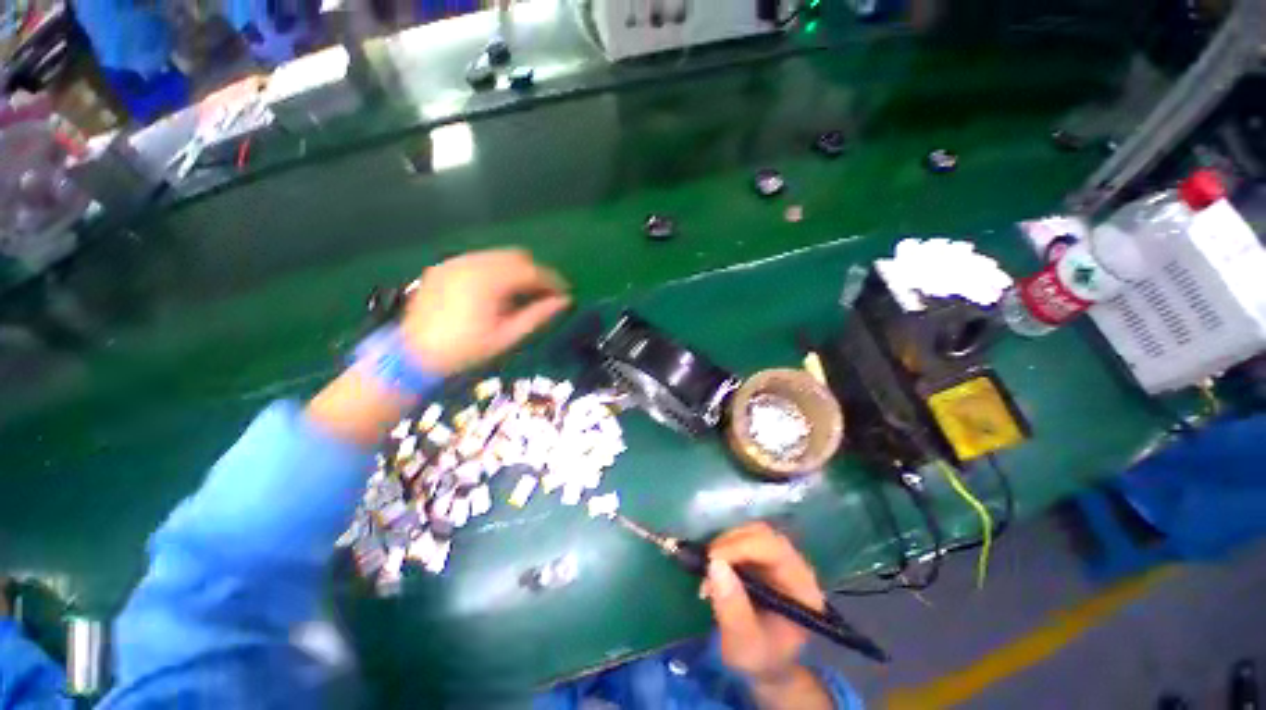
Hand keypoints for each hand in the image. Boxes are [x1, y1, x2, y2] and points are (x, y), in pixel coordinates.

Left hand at [400, 249, 570, 374]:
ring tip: (522, 293)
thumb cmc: (466, 350)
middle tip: (544, 293)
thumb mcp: (507, 337)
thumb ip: (538, 315)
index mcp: (489, 281)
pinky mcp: (443, 267)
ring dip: (516, 270)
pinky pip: (478, 260)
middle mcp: (471, 263)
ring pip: (497, 255)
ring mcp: (454, 262)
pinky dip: (495, 270)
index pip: (531, 271)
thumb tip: (564, 301)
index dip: (552, 281)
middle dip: (535, 272)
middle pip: (516, 256)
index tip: (564, 293)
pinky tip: (495, 291)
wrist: (413, 355)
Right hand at [705, 522, 825, 684]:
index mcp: (802, 589)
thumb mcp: (743, 645)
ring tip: (710, 570)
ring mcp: (781, 558)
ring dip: (725, 544)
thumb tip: (715, 565)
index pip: (774, 550)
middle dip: (730, 544)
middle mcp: (796, 566)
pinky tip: (715, 567)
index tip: (711, 561)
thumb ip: (732, 610)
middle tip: (706, 565)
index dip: (740, 547)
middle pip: (762, 535)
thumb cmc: (760, 658)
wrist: (767, 662)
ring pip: (751, 531)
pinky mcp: (766, 555)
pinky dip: (725, 546)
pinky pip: (745, 537)